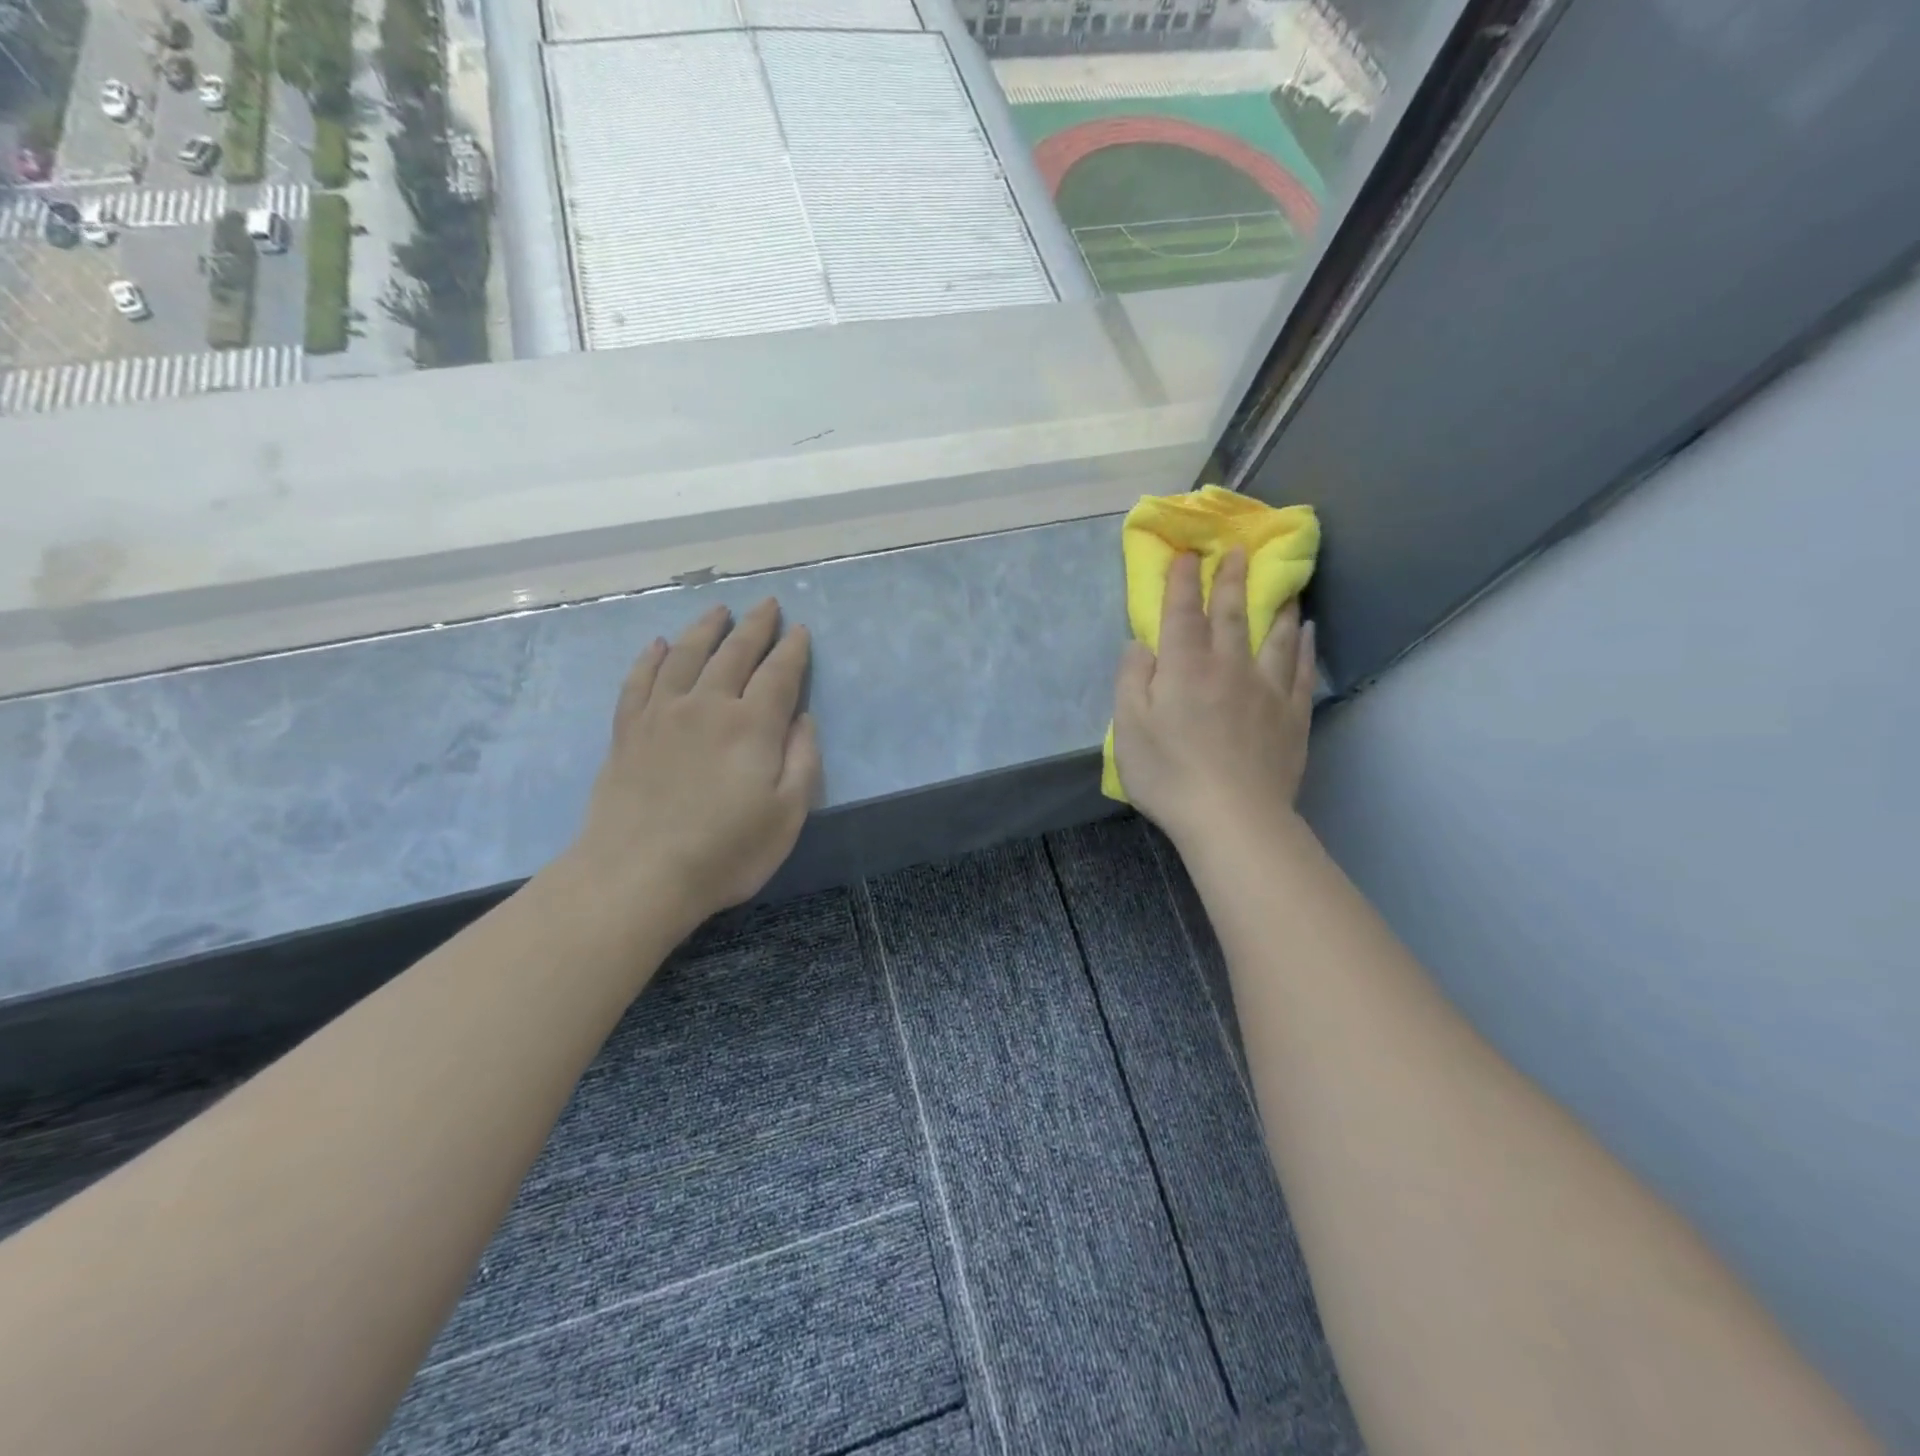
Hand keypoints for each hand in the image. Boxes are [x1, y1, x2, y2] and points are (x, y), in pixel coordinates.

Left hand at [565, 599, 821, 933]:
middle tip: (767, 603)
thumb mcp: (787, 815)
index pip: (779, 674)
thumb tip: (802, 719)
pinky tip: (657, 644)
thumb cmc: (726, 851)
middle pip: (734, 653)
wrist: (638, 875)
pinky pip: (639, 680)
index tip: (801, 630)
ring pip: (685, 654)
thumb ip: (802, 761)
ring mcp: (661, 714)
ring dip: (705, 628)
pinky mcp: (628, 731)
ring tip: (718, 610)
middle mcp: (707, 705)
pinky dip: (650, 657)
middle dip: (755, 625)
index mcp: (751, 725)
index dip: (793, 650)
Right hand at [1111, 549, 1315, 853]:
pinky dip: (1305, 645)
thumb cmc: (1169, 774)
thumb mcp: (1128, 727)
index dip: (1183, 582)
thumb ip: (1132, 679)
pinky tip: (1308, 631)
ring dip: (1277, 605)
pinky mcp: (1292, 716)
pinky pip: (1302, 670)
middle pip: (1232, 614)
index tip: (1188, 554)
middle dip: (1232, 580)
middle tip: (1239, 552)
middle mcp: (1229, 667)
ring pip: (1275, 635)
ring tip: (1283, 583)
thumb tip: (1141, 644)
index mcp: (1184, 667)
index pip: (1183, 613)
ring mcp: (1267, 690)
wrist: (1233, 817)